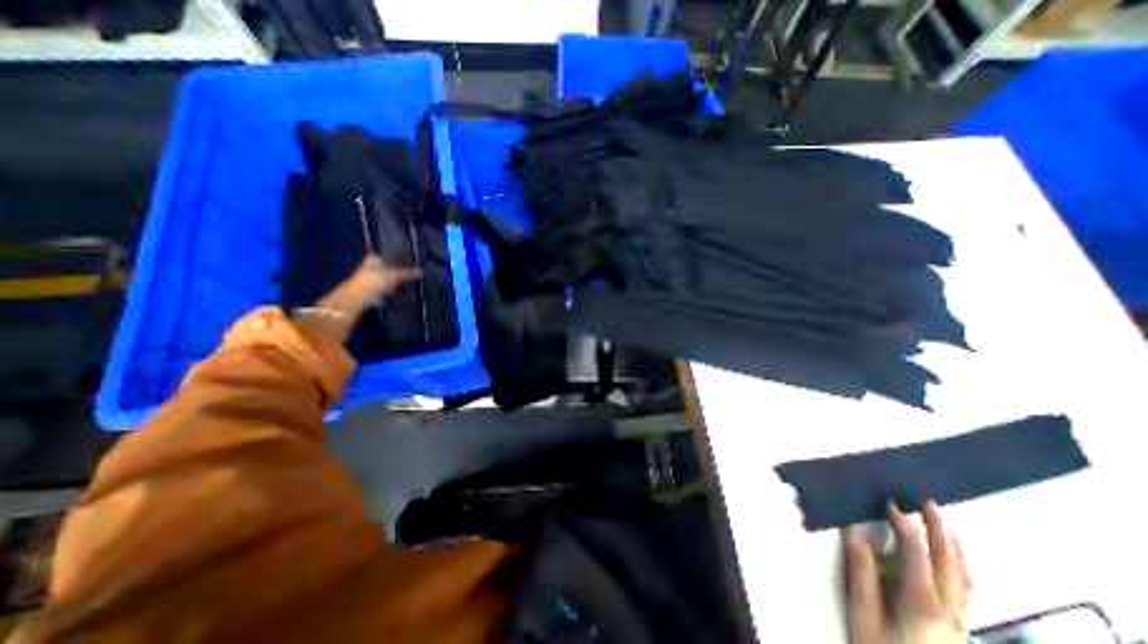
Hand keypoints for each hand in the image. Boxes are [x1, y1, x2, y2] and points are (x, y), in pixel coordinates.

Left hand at [304, 255, 420, 345]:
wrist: (358, 297)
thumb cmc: (376, 280)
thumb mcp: (396, 274)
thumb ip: (409, 272)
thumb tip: (423, 271)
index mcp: (376, 258)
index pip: (394, 258)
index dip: (405, 262)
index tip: (415, 268)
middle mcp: (372, 266)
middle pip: (392, 269)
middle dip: (402, 275)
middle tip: (414, 279)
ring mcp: (371, 279)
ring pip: (390, 280)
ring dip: (399, 284)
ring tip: (410, 289)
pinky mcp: (371, 291)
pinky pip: (387, 289)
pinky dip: (394, 292)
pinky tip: (401, 295)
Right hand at [840, 501, 966, 642]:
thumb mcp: (863, 612)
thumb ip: (861, 571)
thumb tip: (854, 532)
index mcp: (921, 601)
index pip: (916, 553)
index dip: (905, 525)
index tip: (891, 502)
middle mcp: (949, 609)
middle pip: (949, 563)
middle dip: (939, 530)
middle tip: (928, 502)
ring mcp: (960, 622)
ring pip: (965, 578)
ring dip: (955, 547)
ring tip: (945, 524)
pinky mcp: (961, 629)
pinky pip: (967, 591)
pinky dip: (962, 568)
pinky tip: (956, 563)